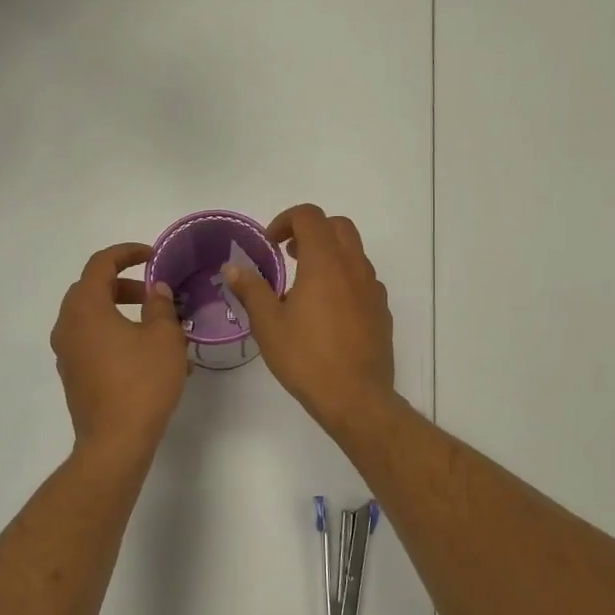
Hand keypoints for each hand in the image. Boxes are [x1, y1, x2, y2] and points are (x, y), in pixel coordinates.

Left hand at [51, 242, 188, 456]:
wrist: (115, 442)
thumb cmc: (142, 382)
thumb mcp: (164, 338)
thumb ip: (160, 306)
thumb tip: (156, 290)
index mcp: (86, 307)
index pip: (100, 264)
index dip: (127, 253)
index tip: (153, 257)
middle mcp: (68, 325)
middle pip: (93, 289)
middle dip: (125, 285)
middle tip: (155, 294)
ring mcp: (67, 352)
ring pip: (93, 318)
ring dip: (122, 313)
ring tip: (159, 328)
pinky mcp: (73, 374)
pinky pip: (93, 342)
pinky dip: (116, 336)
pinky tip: (148, 356)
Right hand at [221, 205, 395, 432]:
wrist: (356, 398)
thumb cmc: (307, 358)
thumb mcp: (269, 325)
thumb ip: (252, 290)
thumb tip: (233, 268)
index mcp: (325, 263)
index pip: (310, 216)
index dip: (286, 220)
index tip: (270, 244)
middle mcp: (354, 267)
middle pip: (338, 226)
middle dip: (311, 230)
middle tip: (289, 255)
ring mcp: (372, 288)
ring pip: (354, 252)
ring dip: (329, 254)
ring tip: (305, 285)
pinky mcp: (381, 310)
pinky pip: (363, 279)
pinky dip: (344, 278)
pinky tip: (328, 310)